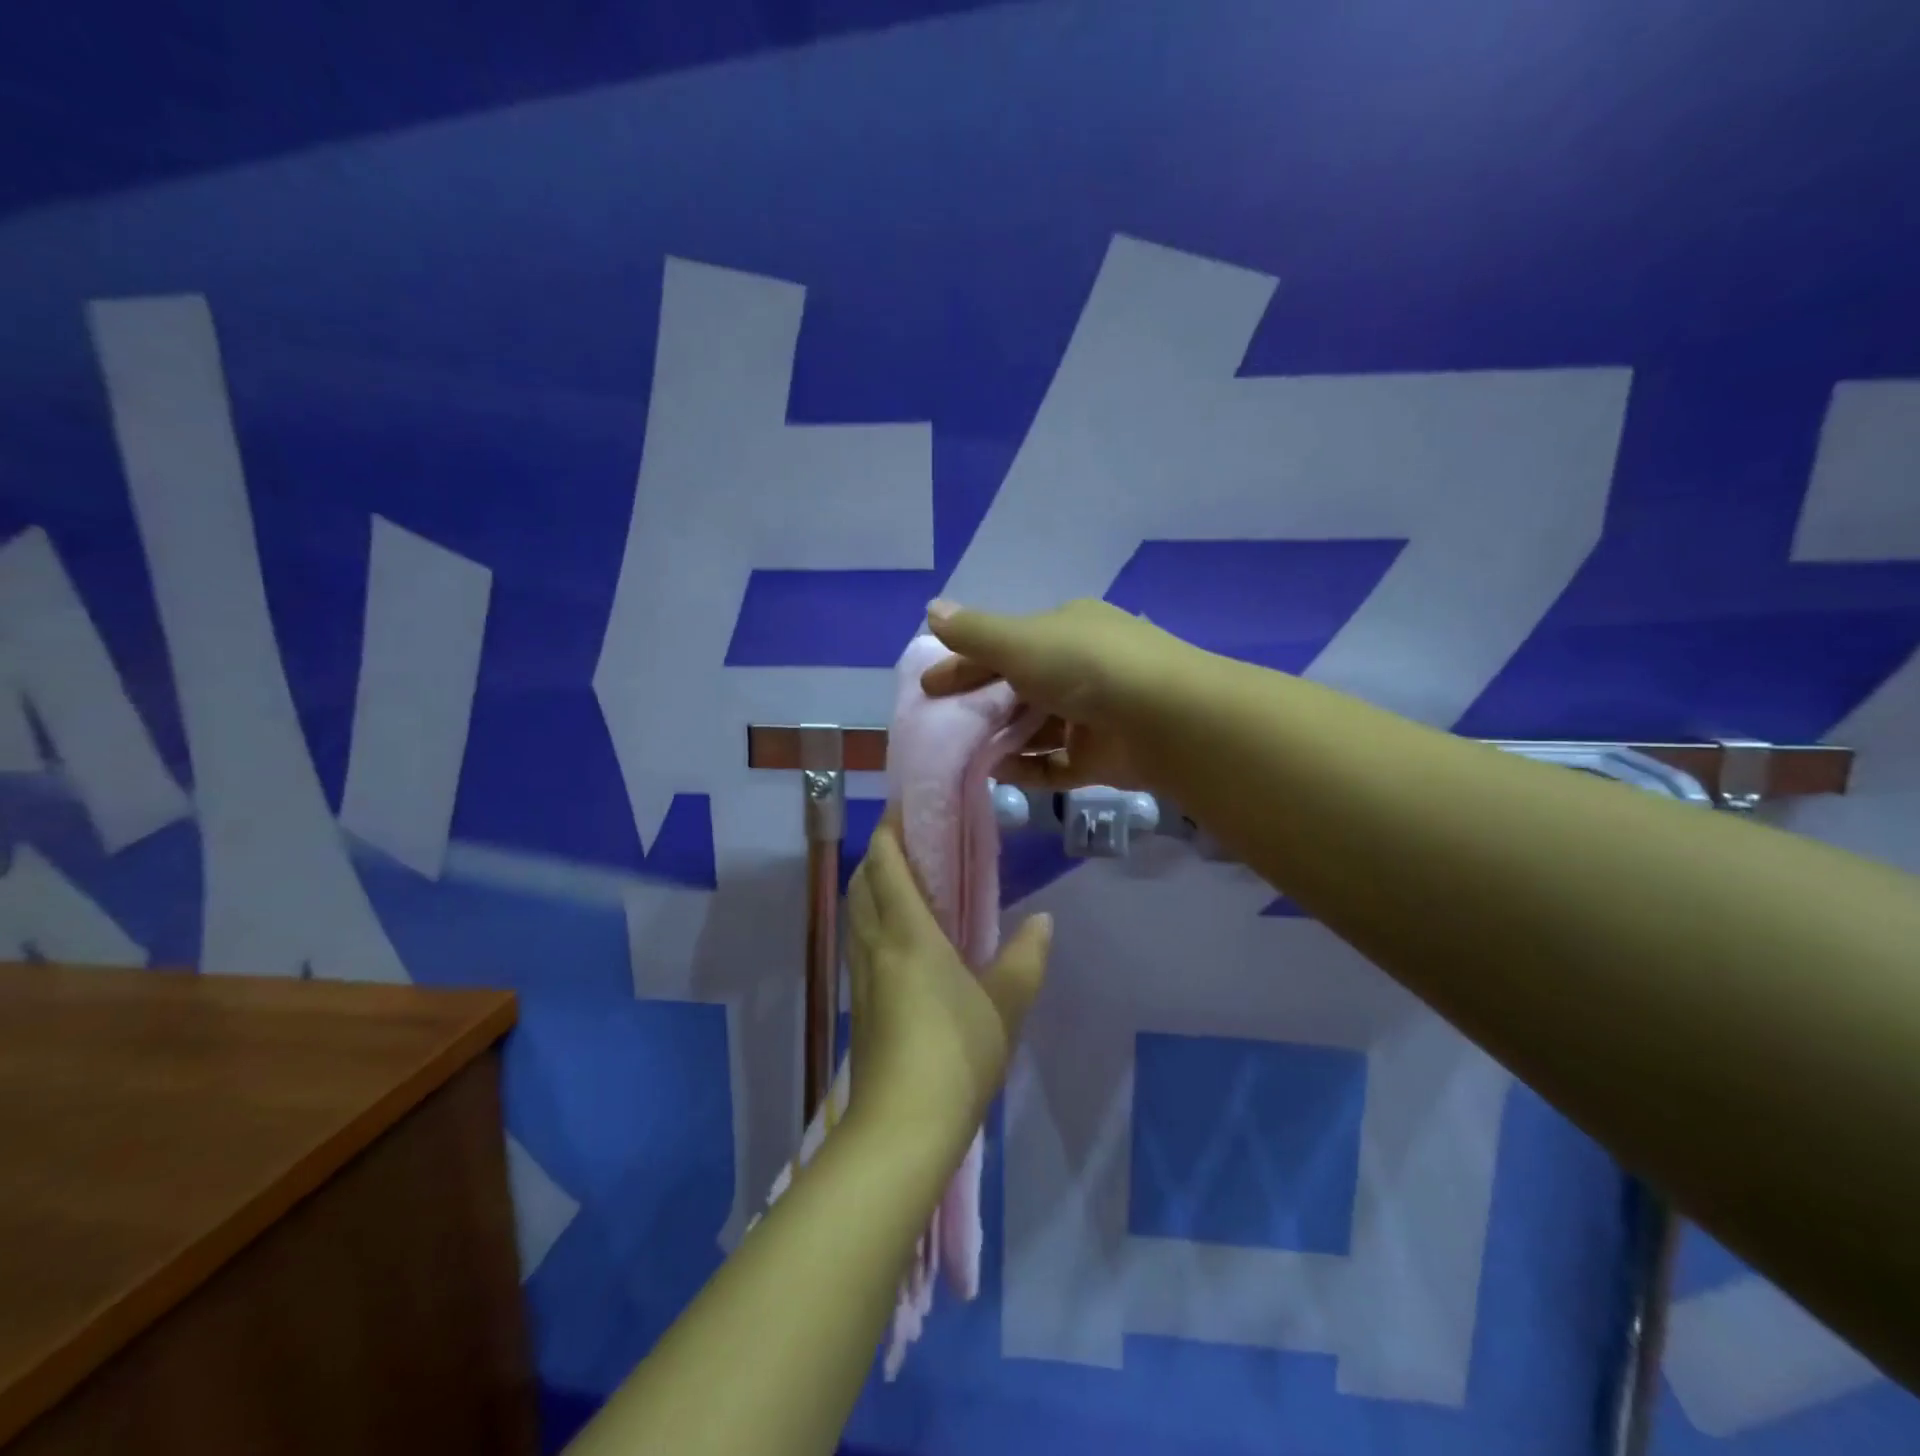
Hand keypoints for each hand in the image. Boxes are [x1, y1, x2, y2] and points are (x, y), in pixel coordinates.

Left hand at [844, 815, 1052, 1151]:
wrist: (902, 1127)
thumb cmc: (956, 1053)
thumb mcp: (1006, 1004)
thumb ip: (1026, 958)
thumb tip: (1043, 921)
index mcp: (907, 932)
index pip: (886, 863)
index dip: (891, 830)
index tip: (908, 808)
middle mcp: (875, 944)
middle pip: (862, 881)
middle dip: (878, 853)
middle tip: (912, 842)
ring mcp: (862, 975)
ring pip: (855, 912)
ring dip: (871, 885)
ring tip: (905, 881)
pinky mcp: (860, 1003)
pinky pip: (860, 941)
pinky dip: (871, 919)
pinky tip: (899, 937)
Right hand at [921, 597, 1186, 791]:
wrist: (1165, 718)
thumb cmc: (1085, 667)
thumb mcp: (1020, 642)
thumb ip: (974, 632)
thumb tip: (931, 608)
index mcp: (1065, 629)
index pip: (1004, 644)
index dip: (963, 662)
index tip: (929, 687)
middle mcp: (1081, 667)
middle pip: (1019, 686)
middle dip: (980, 704)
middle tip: (940, 725)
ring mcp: (1094, 713)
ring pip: (1037, 727)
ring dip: (1002, 738)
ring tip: (962, 754)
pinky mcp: (1103, 756)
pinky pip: (1056, 763)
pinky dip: (1028, 768)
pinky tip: (998, 775)